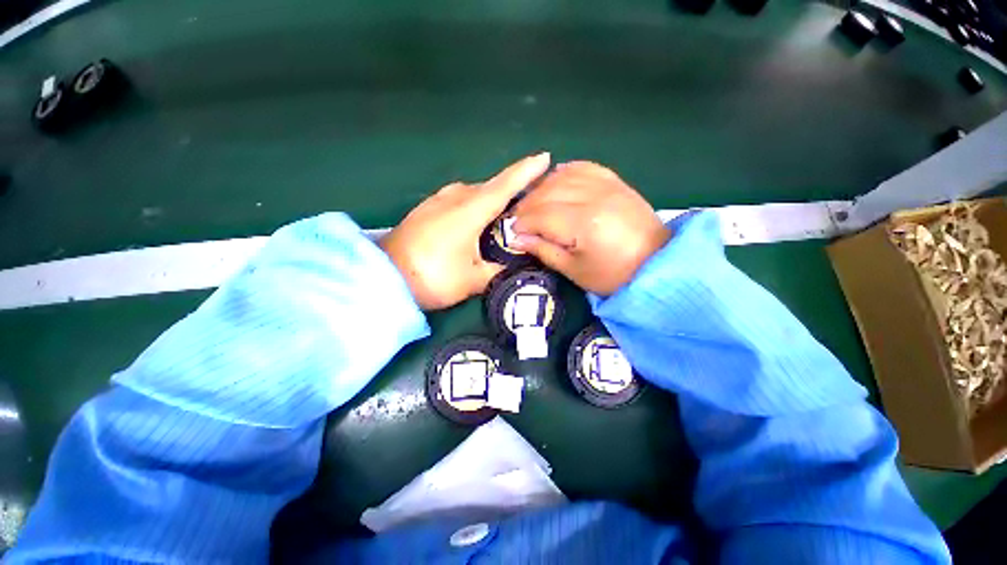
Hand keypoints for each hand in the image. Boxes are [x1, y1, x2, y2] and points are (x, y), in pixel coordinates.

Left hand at [381, 153, 550, 309]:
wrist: (384, 277)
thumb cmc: (433, 277)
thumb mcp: (473, 279)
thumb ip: (498, 269)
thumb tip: (514, 263)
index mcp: (470, 210)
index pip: (505, 185)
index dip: (526, 171)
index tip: (545, 157)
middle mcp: (455, 197)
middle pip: (491, 187)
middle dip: (511, 189)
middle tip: (530, 198)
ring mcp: (437, 201)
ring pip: (474, 193)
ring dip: (491, 199)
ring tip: (505, 214)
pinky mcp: (426, 209)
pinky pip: (459, 200)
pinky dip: (473, 205)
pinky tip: (476, 220)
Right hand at [511, 161, 669, 295]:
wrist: (656, 264)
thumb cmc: (612, 275)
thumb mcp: (574, 270)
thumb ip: (543, 250)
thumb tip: (515, 238)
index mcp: (584, 223)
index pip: (541, 215)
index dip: (522, 223)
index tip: (513, 233)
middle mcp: (593, 196)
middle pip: (548, 192)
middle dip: (527, 206)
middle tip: (520, 220)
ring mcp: (606, 185)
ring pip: (562, 176)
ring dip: (541, 189)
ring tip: (534, 204)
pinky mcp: (614, 181)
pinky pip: (582, 167)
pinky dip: (564, 173)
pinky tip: (555, 182)